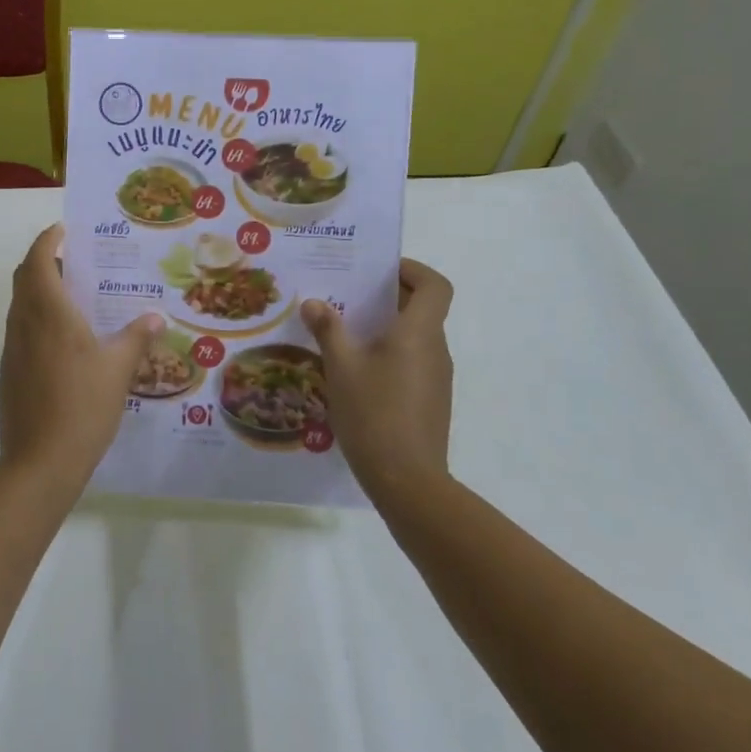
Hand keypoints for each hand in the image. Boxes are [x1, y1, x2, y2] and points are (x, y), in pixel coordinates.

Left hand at [0, 225, 163, 494]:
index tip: (64, 230)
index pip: (37, 259)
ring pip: (21, 304)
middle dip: (43, 261)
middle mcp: (24, 322)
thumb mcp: (118, 369)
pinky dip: (37, 318)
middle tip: (75, 260)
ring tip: (75, 296)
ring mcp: (12, 348)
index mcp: (48, 312)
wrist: (39, 463)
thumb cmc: (82, 406)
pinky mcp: (10, 371)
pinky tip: (65, 339)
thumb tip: (156, 317)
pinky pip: (22, 329)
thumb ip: (136, 338)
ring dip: (40, 290)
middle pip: (24, 277)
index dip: (47, 239)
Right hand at [301, 259, 454, 500]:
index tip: (381, 270)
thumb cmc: (374, 412)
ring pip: (416, 337)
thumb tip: (314, 303)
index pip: (435, 285)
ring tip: (345, 333)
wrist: (407, 481)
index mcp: (418, 332)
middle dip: (388, 297)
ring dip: (386, 328)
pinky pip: (413, 362)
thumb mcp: (341, 366)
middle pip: (423, 309)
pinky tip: (358, 372)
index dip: (413, 270)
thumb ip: (328, 329)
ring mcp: (436, 378)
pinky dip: (390, 355)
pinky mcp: (431, 401)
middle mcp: (435, 349)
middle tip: (348, 296)